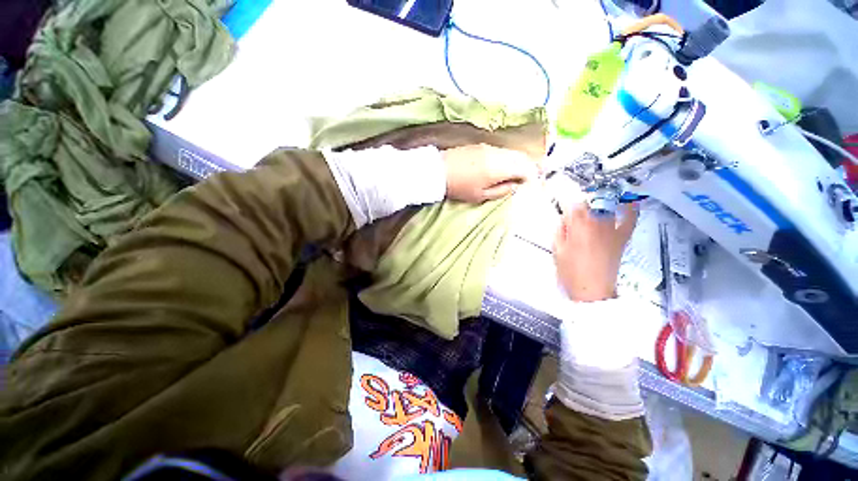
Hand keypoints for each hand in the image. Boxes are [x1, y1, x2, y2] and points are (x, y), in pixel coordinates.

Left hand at [442, 144, 537, 202]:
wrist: (439, 171)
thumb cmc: (460, 187)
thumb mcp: (481, 195)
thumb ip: (502, 191)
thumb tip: (516, 186)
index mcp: (500, 167)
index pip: (526, 168)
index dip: (533, 177)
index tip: (532, 185)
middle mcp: (498, 153)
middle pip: (522, 157)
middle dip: (530, 167)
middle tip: (532, 177)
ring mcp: (490, 147)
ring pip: (512, 152)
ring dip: (520, 162)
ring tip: (520, 173)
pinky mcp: (481, 145)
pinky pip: (502, 150)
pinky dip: (509, 158)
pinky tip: (505, 166)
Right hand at [554, 203, 637, 301]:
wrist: (592, 291)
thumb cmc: (570, 272)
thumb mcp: (557, 250)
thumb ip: (560, 231)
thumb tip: (564, 220)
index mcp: (578, 226)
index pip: (573, 206)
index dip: (567, 208)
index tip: (564, 213)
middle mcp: (597, 223)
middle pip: (588, 206)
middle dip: (580, 210)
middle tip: (573, 221)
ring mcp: (611, 230)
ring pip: (604, 209)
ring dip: (596, 209)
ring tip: (591, 214)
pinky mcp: (621, 238)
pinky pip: (629, 220)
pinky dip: (631, 210)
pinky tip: (630, 203)